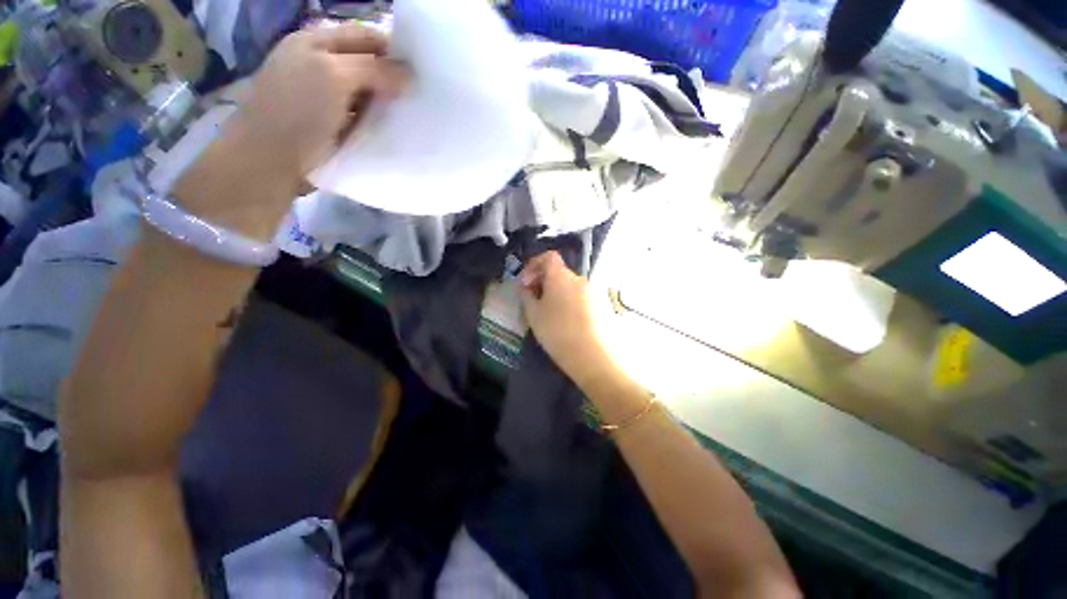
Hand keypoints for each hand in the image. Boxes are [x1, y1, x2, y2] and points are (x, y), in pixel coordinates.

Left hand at [234, 22, 408, 181]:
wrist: (272, 160)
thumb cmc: (298, 111)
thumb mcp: (333, 76)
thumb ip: (373, 69)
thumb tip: (409, 74)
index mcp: (316, 42)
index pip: (365, 36)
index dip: (393, 49)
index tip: (421, 70)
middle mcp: (321, 65)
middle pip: (367, 64)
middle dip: (393, 78)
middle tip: (419, 96)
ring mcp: (327, 96)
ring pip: (367, 92)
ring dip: (387, 102)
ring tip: (412, 114)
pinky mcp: (333, 124)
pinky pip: (363, 116)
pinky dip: (378, 121)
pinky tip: (394, 129)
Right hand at [519, 251, 613, 384]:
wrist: (591, 354)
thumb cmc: (557, 331)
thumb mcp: (533, 314)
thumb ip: (526, 296)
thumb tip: (526, 287)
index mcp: (561, 276)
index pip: (548, 257)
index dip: (534, 265)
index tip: (526, 283)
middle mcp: (578, 278)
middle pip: (558, 272)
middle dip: (543, 281)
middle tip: (533, 299)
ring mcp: (592, 291)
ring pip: (568, 285)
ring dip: (556, 292)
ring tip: (548, 312)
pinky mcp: (600, 304)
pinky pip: (579, 296)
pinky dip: (568, 300)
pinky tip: (565, 320)